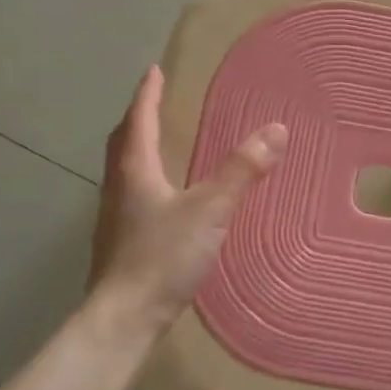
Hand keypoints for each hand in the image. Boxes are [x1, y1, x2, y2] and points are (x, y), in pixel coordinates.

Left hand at [86, 66, 286, 346]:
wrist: (123, 319)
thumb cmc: (163, 256)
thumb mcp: (210, 210)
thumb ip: (242, 171)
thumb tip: (276, 130)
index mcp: (135, 170)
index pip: (140, 119)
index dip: (148, 94)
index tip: (154, 71)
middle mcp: (118, 186)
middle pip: (122, 141)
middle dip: (137, 117)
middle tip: (153, 101)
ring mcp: (114, 216)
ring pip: (122, 168)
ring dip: (136, 147)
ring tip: (157, 141)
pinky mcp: (118, 241)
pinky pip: (129, 193)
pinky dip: (142, 177)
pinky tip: (160, 196)